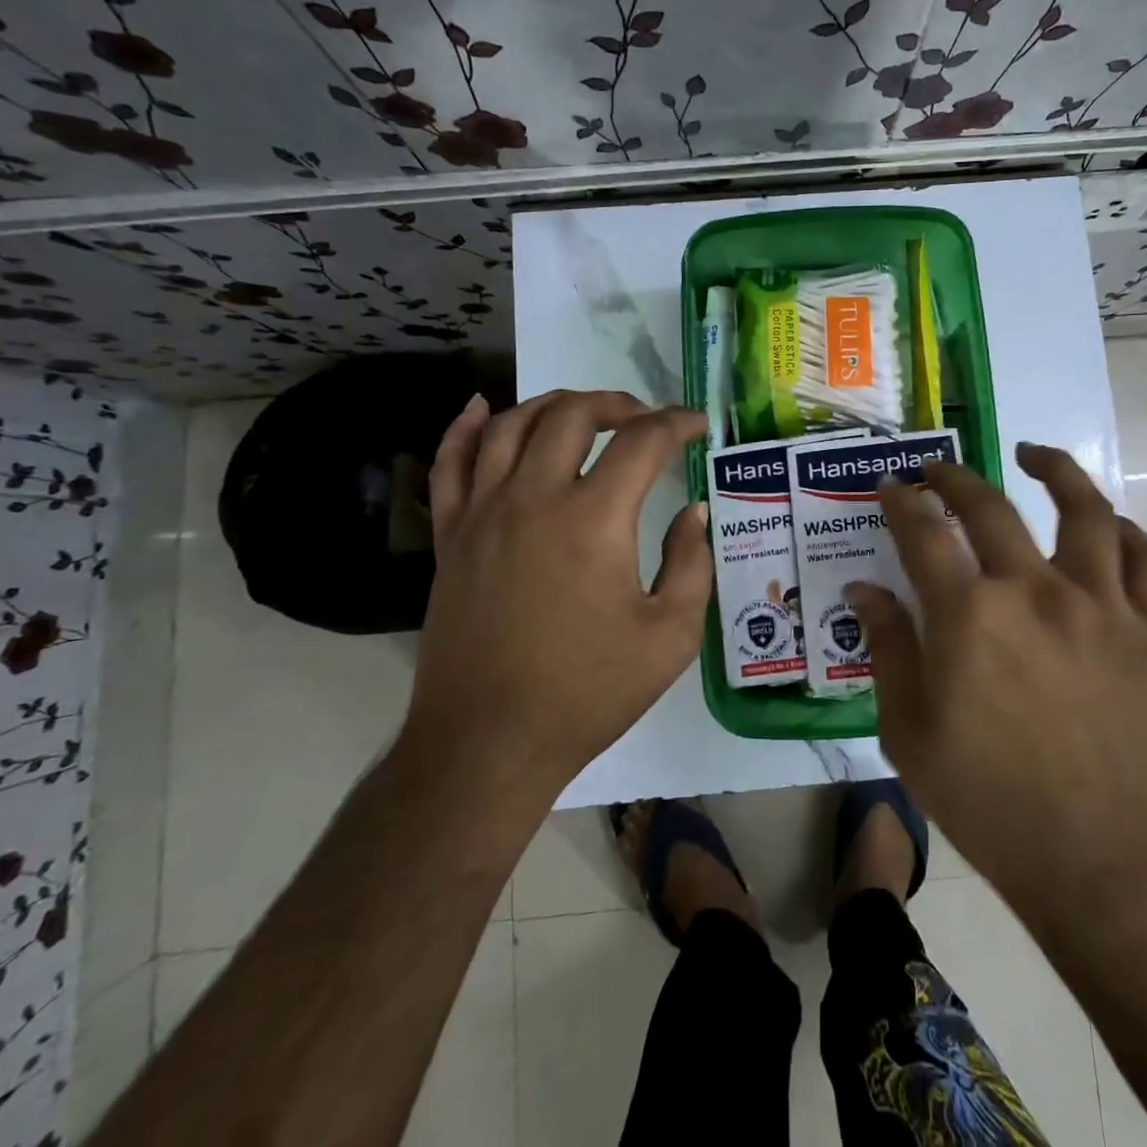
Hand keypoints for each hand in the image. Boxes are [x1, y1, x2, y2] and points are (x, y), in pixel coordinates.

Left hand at [402, 390, 711, 801]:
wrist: (488, 743)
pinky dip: (464, 427)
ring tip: (583, 411)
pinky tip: (480, 408)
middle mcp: (533, 498)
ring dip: (553, 405)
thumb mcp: (670, 636)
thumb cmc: (588, 692)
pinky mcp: (449, 535)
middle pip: (572, 415)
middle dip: (617, 403)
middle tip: (645, 418)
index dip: (676, 424)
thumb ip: (691, 563)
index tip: (696, 426)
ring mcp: (482, 512)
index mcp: (593, 519)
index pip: (642, 442)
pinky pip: (450, 463)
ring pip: (509, 425)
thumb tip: (694, 512)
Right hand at [847, 443, 1146, 906]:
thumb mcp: (908, 730)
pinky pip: (1144, 561)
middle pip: (989, 506)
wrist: (1097, 859)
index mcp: (968, 615)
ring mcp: (1098, 606)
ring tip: (1032, 453)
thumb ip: (887, 647)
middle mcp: (1034, 591)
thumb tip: (864, 590)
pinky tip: (1105, 522)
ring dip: (1055, 470)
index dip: (900, 502)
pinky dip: (1124, 531)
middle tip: (935, 469)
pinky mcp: (1146, 632)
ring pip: (1084, 511)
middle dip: (953, 477)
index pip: (923, 532)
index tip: (890, 486)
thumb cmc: (987, 800)